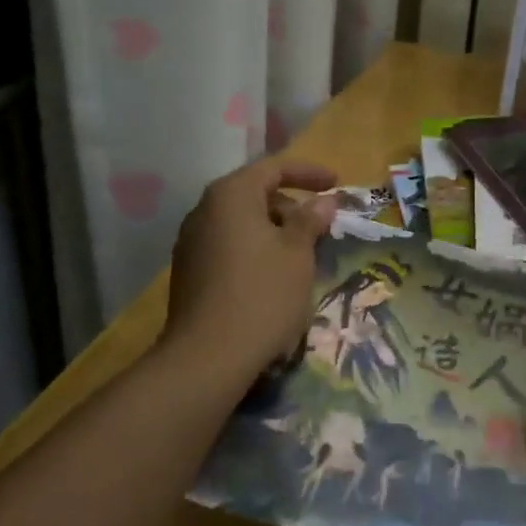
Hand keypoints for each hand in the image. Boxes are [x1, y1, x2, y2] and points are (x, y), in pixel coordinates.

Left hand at [162, 156, 339, 374]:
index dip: (308, 173)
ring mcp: (191, 243)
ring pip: (241, 224)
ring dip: (273, 231)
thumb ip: (311, 220)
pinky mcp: (188, 273)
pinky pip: (228, 247)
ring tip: (301, 255)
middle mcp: (204, 211)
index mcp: (230, 196)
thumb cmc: (262, 295)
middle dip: (291, 206)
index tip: (336, 183)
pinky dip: (254, 250)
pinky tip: (273, 277)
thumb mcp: (297, 254)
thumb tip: (324, 200)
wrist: (207, 357)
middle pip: (254, 194)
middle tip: (320, 227)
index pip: (273, 168)